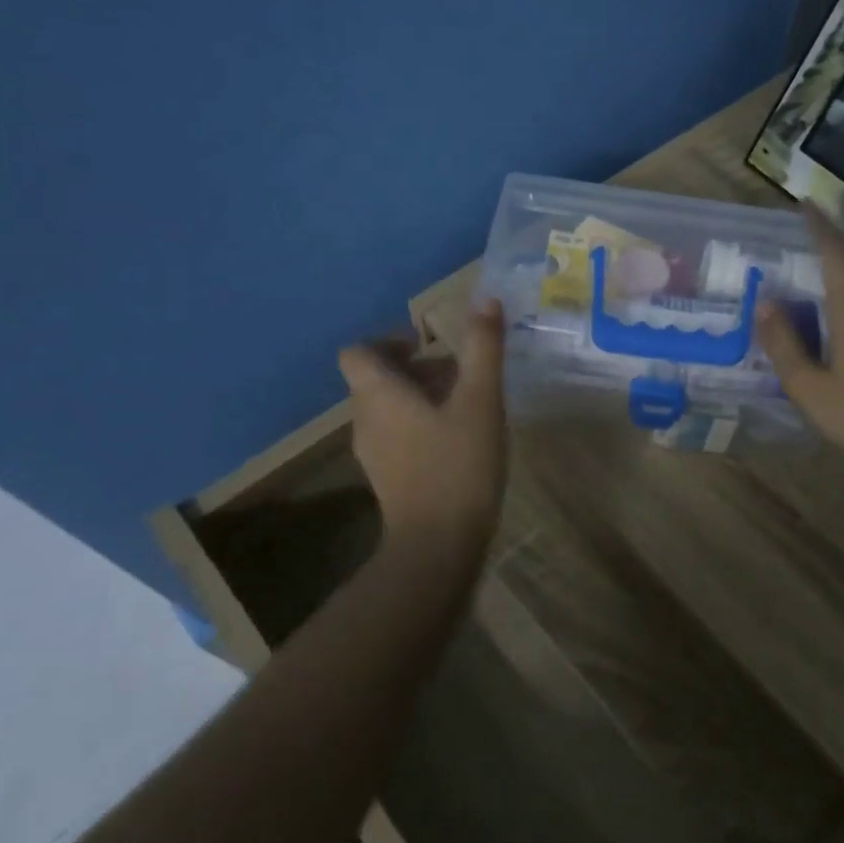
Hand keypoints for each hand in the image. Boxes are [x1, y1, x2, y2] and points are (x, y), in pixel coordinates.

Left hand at [338, 302, 508, 547]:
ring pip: (388, 409)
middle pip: (375, 379)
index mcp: (379, 394)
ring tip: (465, 402)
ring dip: (419, 396)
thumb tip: (485, 299)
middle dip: (415, 368)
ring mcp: (373, 452)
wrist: (438, 543)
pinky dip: (419, 424)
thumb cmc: (457, 463)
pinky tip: (458, 437)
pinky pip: (396, 435)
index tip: (426, 345)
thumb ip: (483, 347)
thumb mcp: (480, 399)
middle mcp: (365, 419)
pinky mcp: (388, 477)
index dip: (387, 341)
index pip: (358, 353)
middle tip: (459, 372)